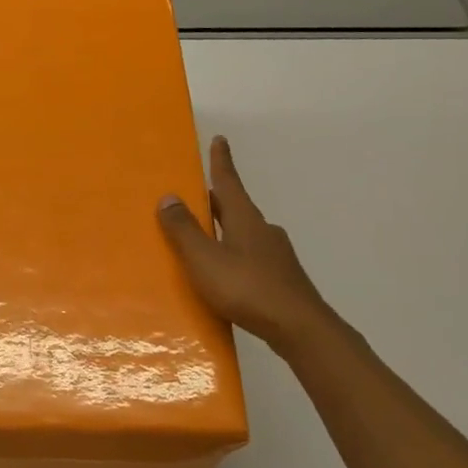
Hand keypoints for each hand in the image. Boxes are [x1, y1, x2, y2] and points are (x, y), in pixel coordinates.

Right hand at [157, 136, 335, 351]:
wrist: (299, 328)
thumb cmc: (247, 288)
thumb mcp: (205, 259)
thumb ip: (184, 230)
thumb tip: (169, 196)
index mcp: (245, 219)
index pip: (228, 182)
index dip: (221, 161)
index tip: (220, 139)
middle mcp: (263, 230)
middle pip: (235, 208)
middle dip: (216, 199)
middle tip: (196, 194)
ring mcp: (275, 255)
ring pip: (244, 233)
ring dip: (224, 229)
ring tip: (203, 238)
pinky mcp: (280, 279)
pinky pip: (249, 257)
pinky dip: (233, 255)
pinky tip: (225, 274)